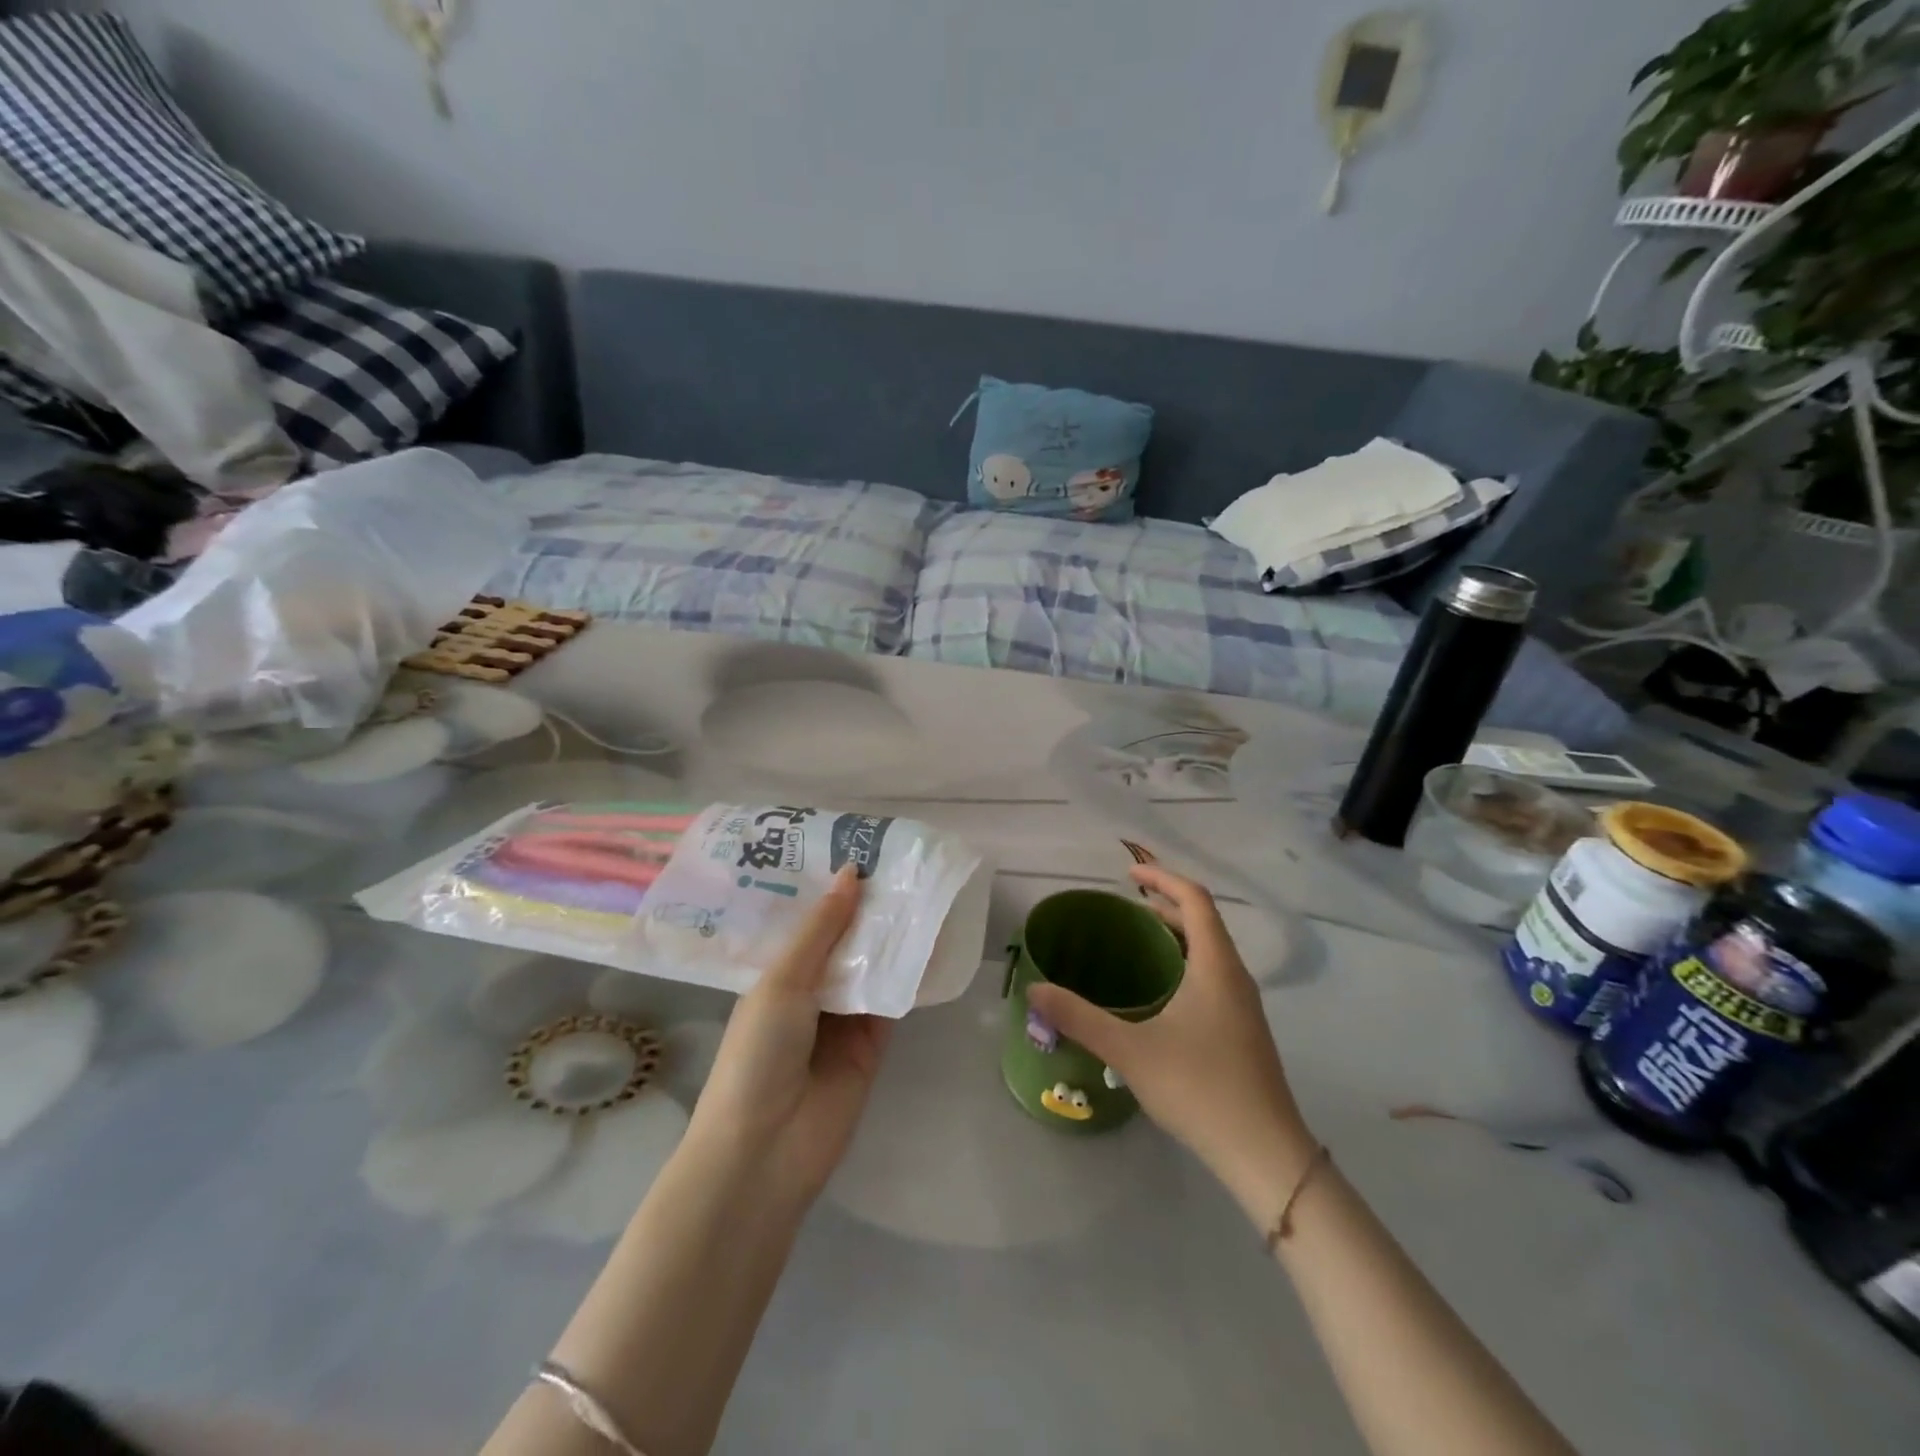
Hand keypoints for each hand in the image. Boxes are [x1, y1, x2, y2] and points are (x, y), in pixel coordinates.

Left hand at [685, 867, 893, 1204]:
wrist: (766, 1150)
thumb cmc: (758, 1054)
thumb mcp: (783, 981)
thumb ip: (822, 929)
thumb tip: (852, 872)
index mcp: (778, 973)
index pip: (809, 922)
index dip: (832, 889)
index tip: (859, 847)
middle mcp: (810, 990)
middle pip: (845, 941)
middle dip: (868, 908)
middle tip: (902, 861)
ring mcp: (843, 1017)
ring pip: (873, 965)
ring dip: (892, 936)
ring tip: (923, 887)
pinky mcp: (873, 1043)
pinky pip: (894, 998)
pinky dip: (910, 973)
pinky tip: (933, 938)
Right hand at [1026, 865, 1316, 1218]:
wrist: (1265, 1153)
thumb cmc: (1200, 1088)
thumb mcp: (1130, 1050)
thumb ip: (1079, 1017)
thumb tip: (1035, 989)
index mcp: (1216, 966)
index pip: (1195, 899)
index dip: (1162, 878)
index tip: (1128, 874)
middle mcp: (1235, 976)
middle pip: (1204, 922)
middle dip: (1165, 906)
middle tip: (1125, 911)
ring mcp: (1245, 1006)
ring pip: (1211, 952)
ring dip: (1177, 937)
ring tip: (1138, 946)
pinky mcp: (1245, 1031)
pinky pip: (1214, 977)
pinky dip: (1186, 964)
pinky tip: (1161, 997)